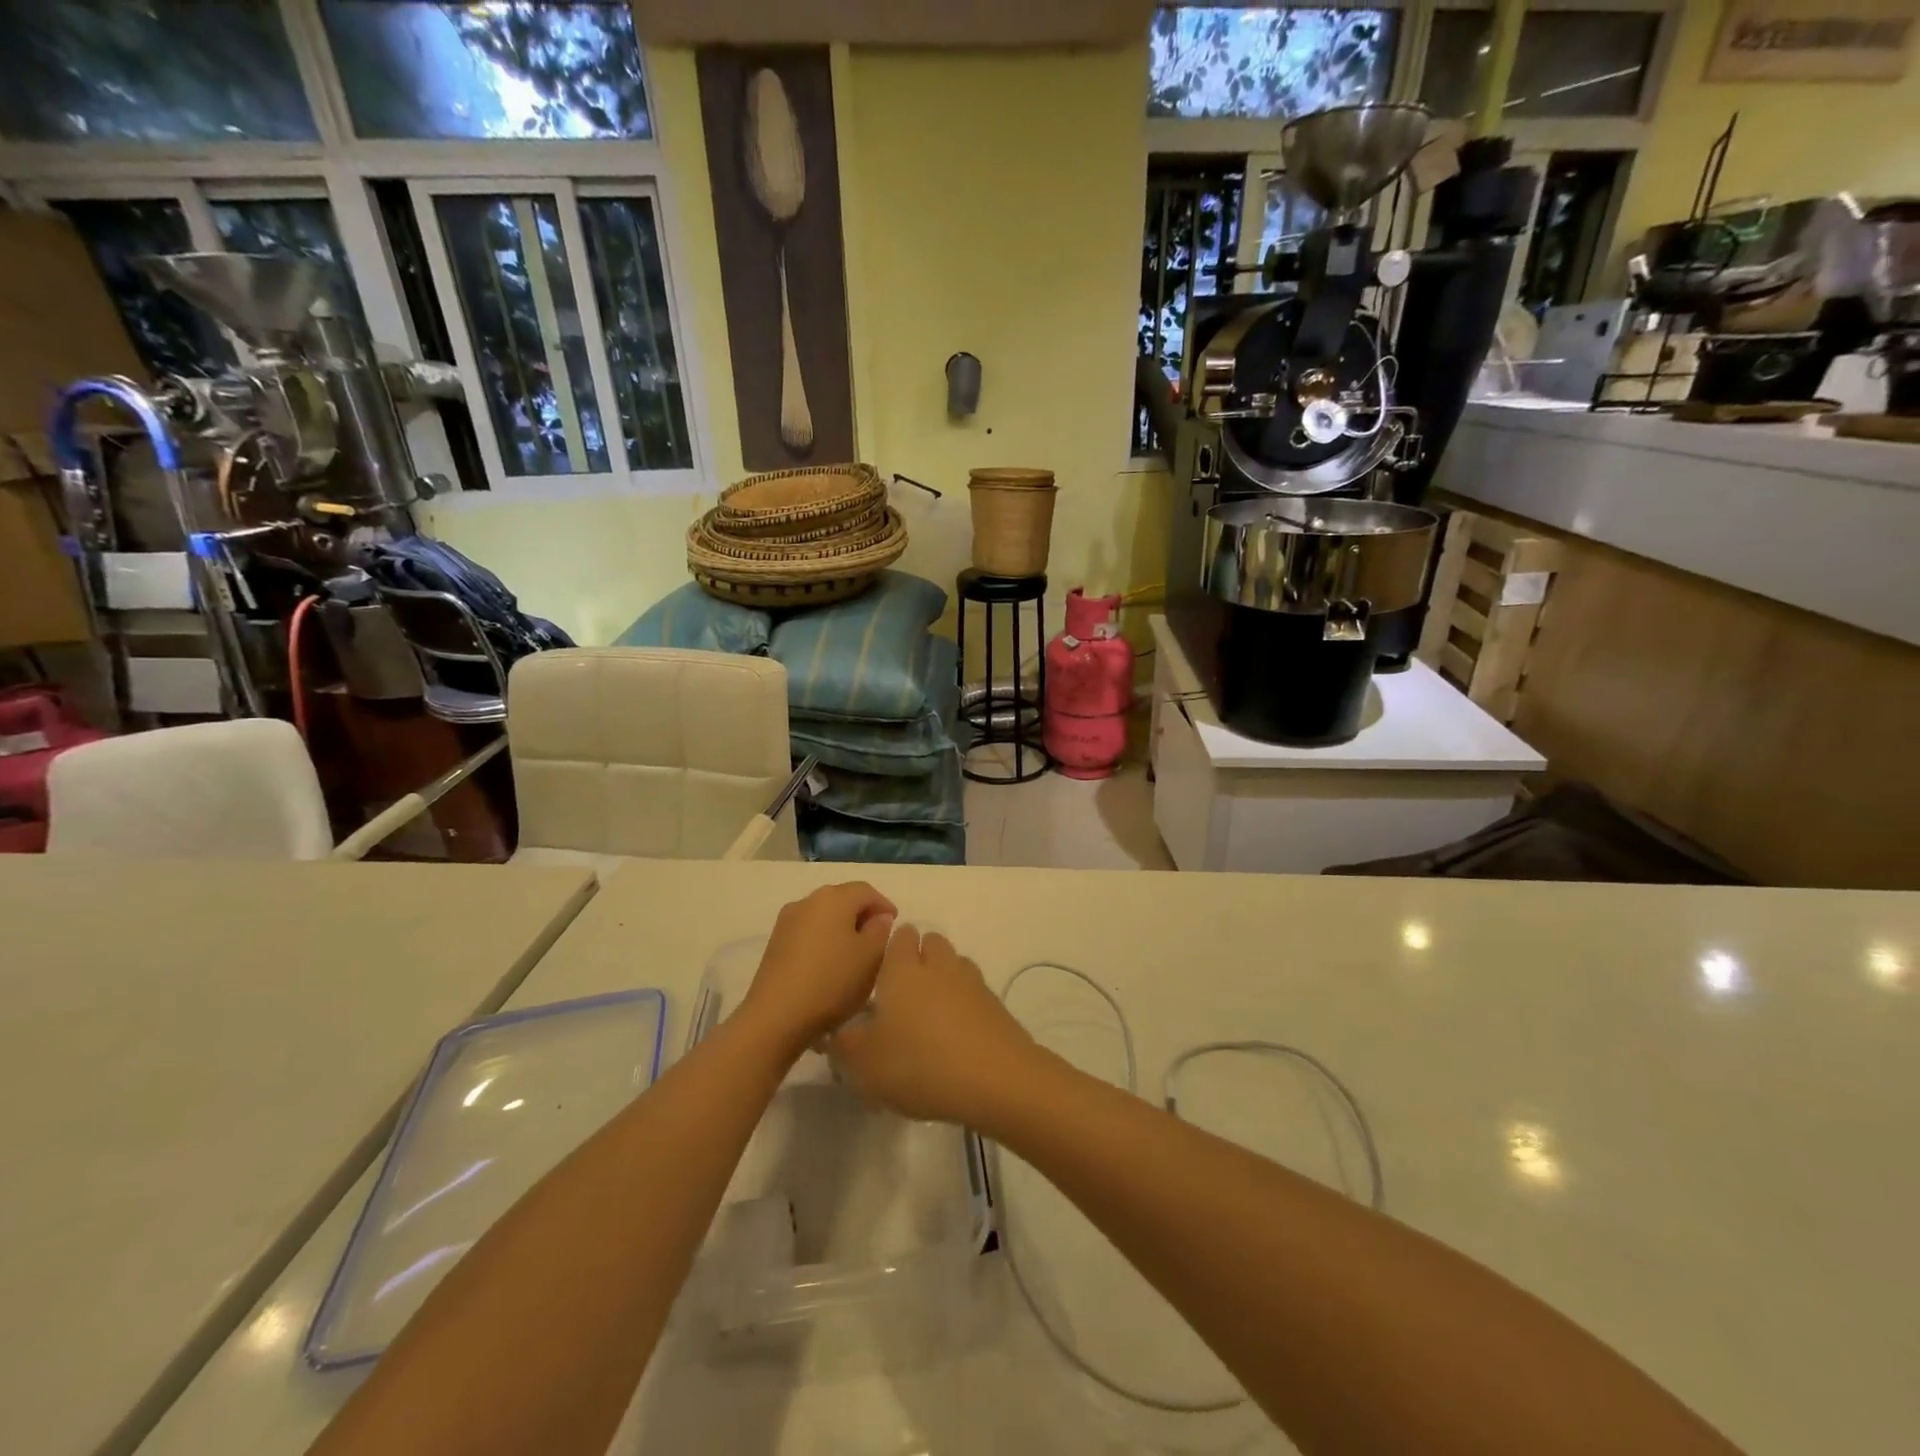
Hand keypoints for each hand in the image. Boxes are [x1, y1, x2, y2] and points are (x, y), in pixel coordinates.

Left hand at [741, 882, 896, 1053]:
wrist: (776, 1016)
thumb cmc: (832, 981)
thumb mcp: (871, 957)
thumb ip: (881, 930)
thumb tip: (878, 918)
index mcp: (834, 897)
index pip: (866, 891)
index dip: (884, 905)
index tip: (895, 925)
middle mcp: (808, 900)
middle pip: (843, 899)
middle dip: (862, 915)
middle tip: (877, 939)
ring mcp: (787, 921)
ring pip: (824, 915)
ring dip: (842, 928)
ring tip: (854, 954)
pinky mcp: (775, 942)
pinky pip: (808, 932)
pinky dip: (824, 940)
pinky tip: (829, 964)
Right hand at [829, 926, 1036, 1126]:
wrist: (994, 1079)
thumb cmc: (919, 1063)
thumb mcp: (864, 1064)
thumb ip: (844, 1045)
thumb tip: (839, 1033)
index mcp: (903, 969)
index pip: (899, 936)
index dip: (890, 949)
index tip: (880, 974)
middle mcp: (938, 965)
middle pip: (931, 942)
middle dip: (919, 957)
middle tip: (903, 994)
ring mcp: (972, 982)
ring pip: (955, 964)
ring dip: (943, 978)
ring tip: (930, 1014)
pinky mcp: (995, 1005)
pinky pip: (974, 992)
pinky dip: (964, 1004)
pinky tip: (955, 1034)